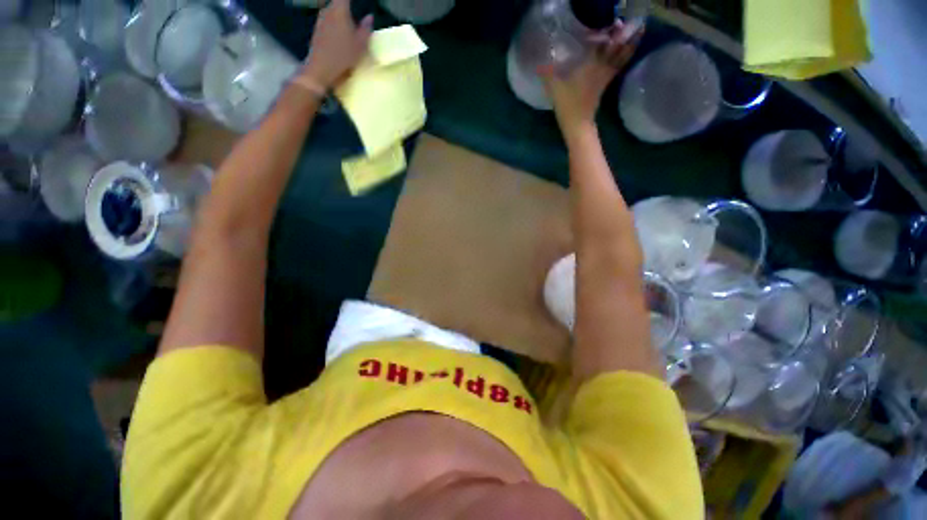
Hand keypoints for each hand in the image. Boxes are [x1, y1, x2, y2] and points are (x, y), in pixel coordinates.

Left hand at [302, 0, 373, 88]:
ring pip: (333, 12)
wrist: (321, 69)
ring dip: (341, 17)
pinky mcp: (317, 31)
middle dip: (346, 7)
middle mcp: (327, 10)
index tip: (358, 4)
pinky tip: (341, 37)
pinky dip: (335, 25)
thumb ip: (366, 29)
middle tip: (356, 18)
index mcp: (339, 10)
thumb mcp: (360, 45)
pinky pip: (329, 22)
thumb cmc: (343, 55)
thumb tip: (369, 17)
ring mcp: (320, 20)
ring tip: (350, 27)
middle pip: (338, 4)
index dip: (350, 0)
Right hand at [543, 23, 643, 134]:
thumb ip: (547, 74)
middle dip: (624, 33)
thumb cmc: (567, 105)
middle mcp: (601, 67)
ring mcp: (605, 76)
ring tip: (640, 30)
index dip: (609, 30)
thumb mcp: (554, 88)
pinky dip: (625, 57)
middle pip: (617, 47)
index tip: (614, 20)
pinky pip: (619, 66)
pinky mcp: (605, 84)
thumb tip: (538, 63)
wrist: (578, 124)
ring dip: (631, 43)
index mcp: (590, 64)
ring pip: (621, 56)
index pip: (602, 42)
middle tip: (631, 21)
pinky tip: (628, 51)